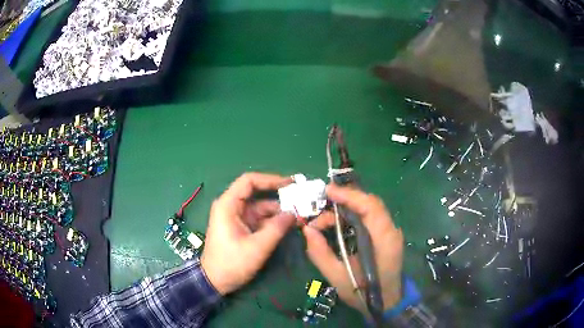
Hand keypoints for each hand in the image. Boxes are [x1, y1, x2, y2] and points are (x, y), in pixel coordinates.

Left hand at [201, 173, 295, 294]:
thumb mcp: (257, 247)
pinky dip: (274, 220)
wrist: (215, 281)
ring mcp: (237, 217)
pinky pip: (260, 218)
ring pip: (261, 207)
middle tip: (300, 198)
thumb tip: (294, 214)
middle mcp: (231, 207)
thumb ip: (276, 229)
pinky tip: (289, 223)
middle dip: (278, 196)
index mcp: (228, 205)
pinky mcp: (242, 227)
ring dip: (279, 210)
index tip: (290, 184)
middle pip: (256, 193)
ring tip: (300, 214)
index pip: (249, 181)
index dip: (270, 179)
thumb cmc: (231, 263)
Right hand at [303, 184, 403, 316]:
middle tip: (319, 204)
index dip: (349, 195)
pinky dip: (352, 215)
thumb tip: (307, 229)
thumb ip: (320, 253)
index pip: (370, 206)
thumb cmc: (364, 293)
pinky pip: (370, 217)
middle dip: (344, 199)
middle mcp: (391, 230)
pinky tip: (337, 223)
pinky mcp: (386, 234)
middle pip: (369, 203)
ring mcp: (391, 231)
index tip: (326, 192)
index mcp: (383, 239)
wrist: (387, 302)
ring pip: (369, 208)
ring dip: (345, 208)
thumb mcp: (337, 277)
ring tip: (322, 221)